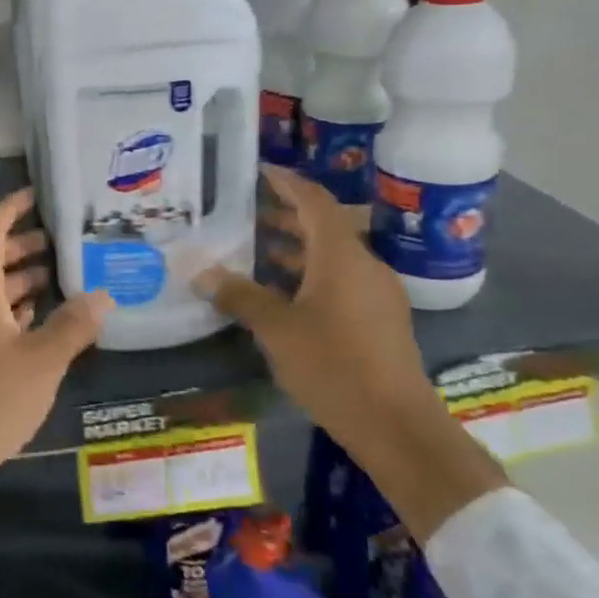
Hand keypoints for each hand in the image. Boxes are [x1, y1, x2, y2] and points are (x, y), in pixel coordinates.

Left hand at [0, 188, 111, 510]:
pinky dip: (8, 306)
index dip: (10, 209)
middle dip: (20, 244)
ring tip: (54, 274)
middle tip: (57, 239)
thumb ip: (73, 325)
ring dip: (16, 277)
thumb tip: (103, 295)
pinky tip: (35, 317)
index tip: (34, 195)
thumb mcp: (42, 362)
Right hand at [197, 165, 432, 444]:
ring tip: (256, 252)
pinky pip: (341, 281)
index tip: (259, 170)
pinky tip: (283, 296)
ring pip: (333, 257)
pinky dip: (311, 276)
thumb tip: (200, 272)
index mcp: (342, 256)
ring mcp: (377, 294)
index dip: (287, 182)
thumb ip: (239, 295)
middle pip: (325, 226)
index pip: (314, 201)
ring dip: (297, 249)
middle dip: (286, 216)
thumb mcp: (276, 329)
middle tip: (246, 213)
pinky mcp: (380, 321)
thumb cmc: (334, 366)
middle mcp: (364, 266)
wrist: (397, 427)